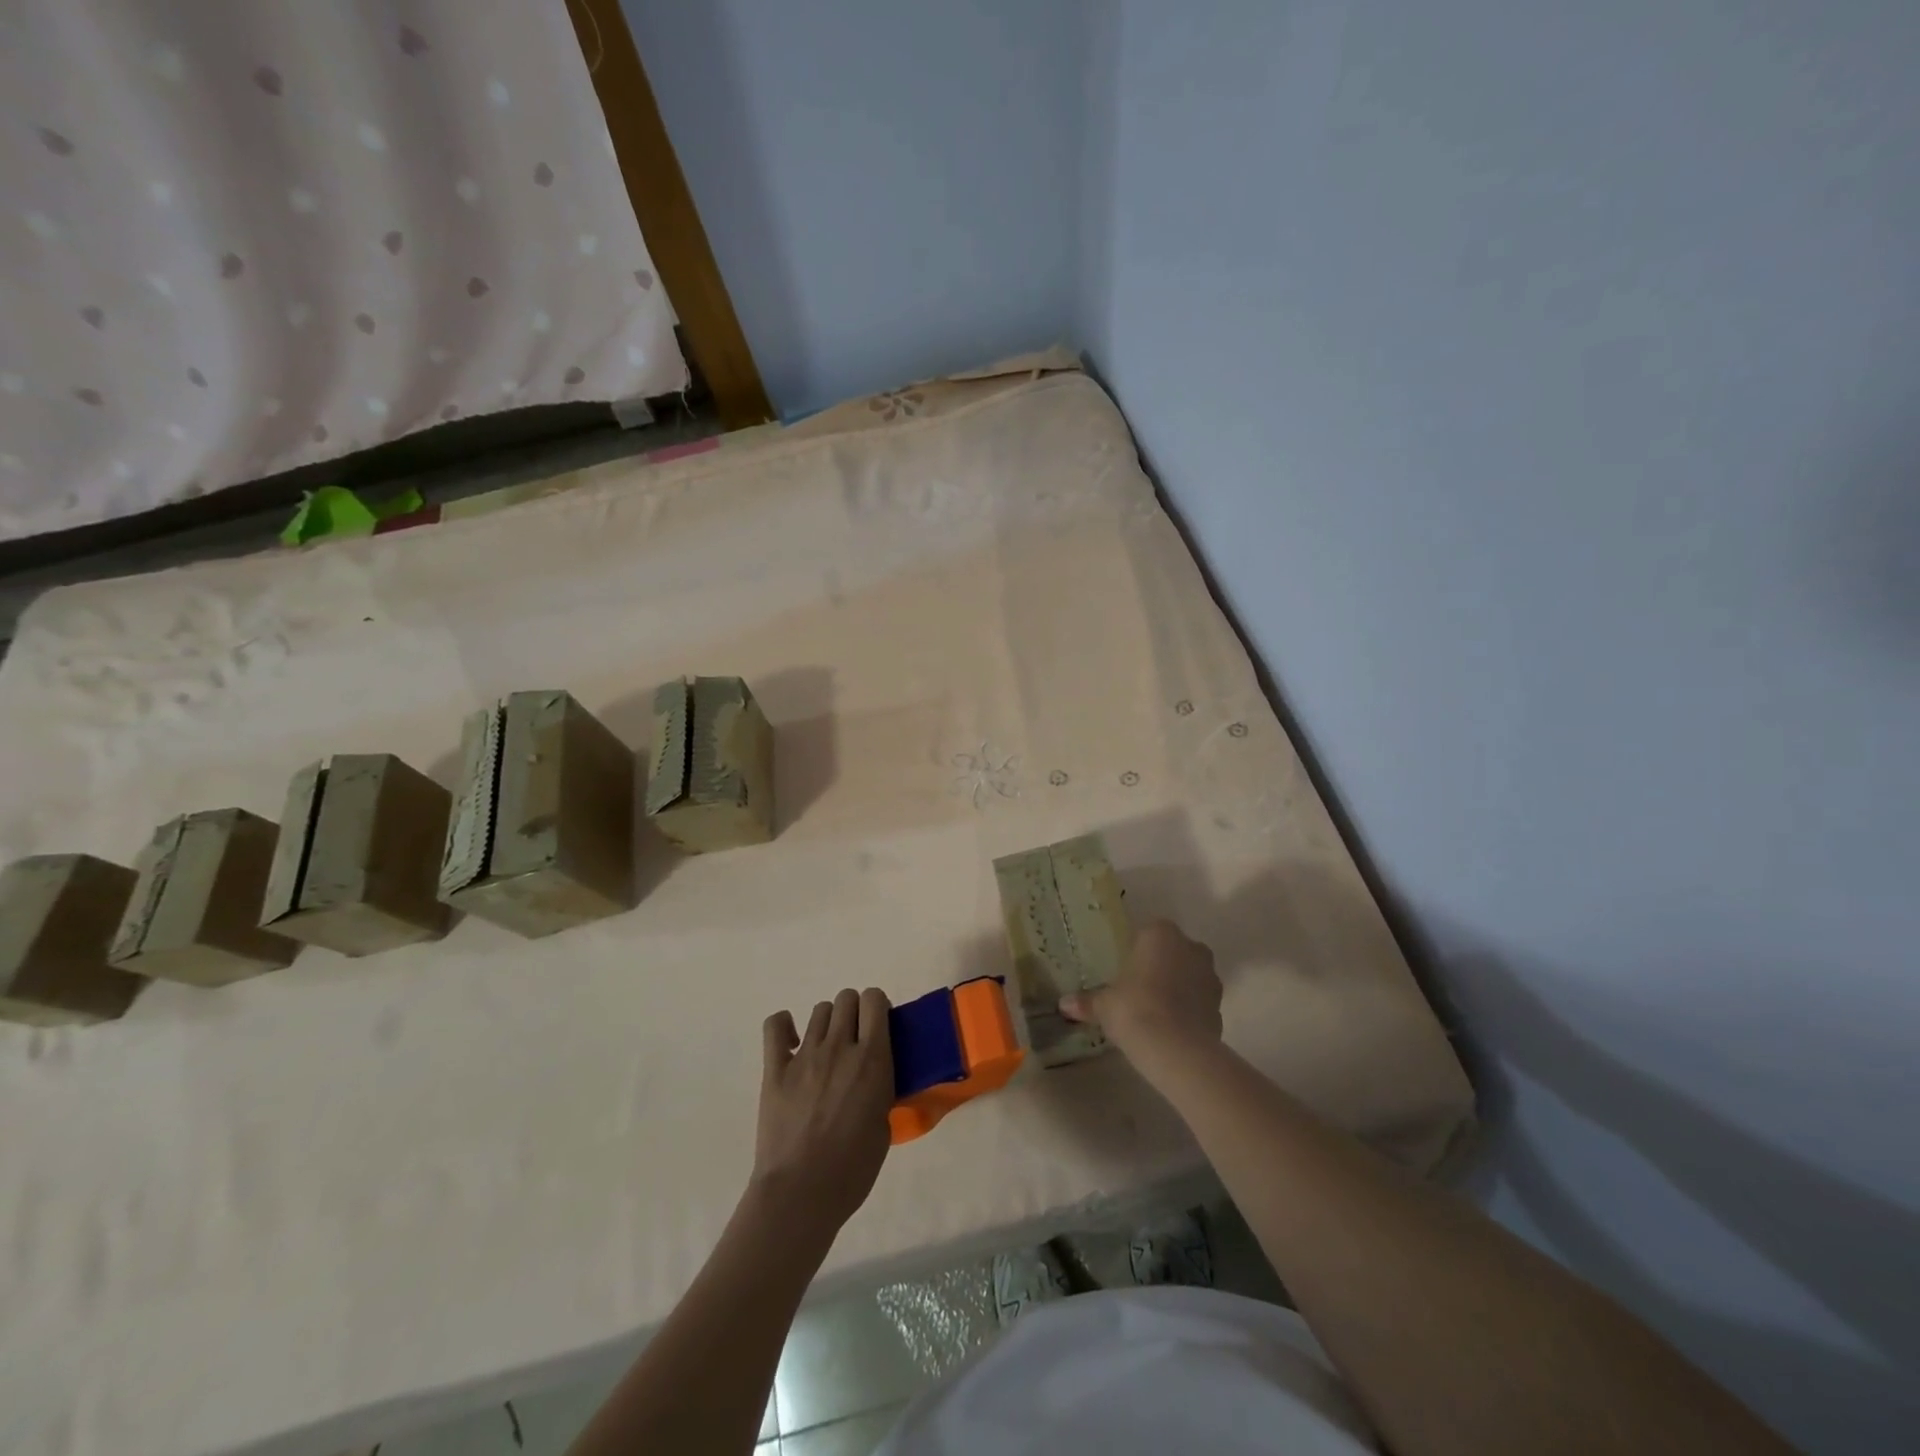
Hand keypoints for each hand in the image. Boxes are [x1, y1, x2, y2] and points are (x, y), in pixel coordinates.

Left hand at [751, 988, 894, 1239]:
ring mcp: (805, 1055)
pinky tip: (790, 1044)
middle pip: (847, 998)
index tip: (878, 1026)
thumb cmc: (852, 1169)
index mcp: (872, 1059)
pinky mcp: (775, 1068)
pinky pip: (775, 1025)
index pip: (874, 999)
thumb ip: (880, 1089)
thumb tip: (872, 1077)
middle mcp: (840, 1047)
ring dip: (828, 1024)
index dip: (877, 1007)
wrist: (801, 1193)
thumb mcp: (884, 1124)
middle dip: (854, 1013)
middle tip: (854, 1041)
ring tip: (826, 1051)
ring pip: (819, 1010)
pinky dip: (784, 1027)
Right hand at [1059, 919, 1222, 1074]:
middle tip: (1137, 988)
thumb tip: (1063, 1004)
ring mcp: (1209, 975)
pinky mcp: (1220, 1004)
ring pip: (1189, 975)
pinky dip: (1188, 1009)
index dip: (1135, 951)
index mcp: (1160, 933)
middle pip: (1172, 951)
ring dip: (1176, 987)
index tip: (1123, 970)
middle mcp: (1190, 947)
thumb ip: (1086, 1001)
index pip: (1147, 932)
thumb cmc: (1134, 1009)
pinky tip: (1170, 1027)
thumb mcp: (1103, 1005)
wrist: (1175, 1049)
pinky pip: (1199, 1000)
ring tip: (1154, 1010)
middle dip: (1159, 966)